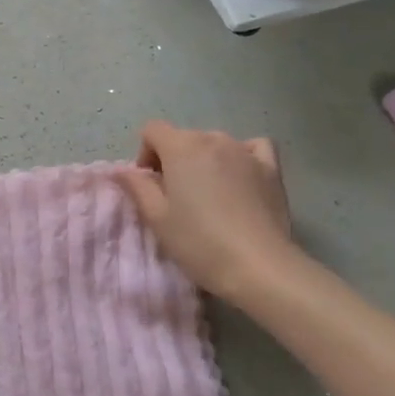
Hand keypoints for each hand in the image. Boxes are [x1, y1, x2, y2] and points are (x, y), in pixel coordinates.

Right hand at [115, 122, 296, 300]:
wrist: (257, 265)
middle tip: (175, 197)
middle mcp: (213, 139)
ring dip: (204, 161)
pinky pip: (251, 148)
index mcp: (181, 147)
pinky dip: (241, 156)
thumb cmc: (198, 241)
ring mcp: (245, 151)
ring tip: (208, 195)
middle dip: (174, 160)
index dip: (145, 154)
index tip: (150, 184)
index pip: (152, 130)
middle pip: (183, 138)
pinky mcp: (271, 168)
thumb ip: (137, 187)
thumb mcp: (156, 217)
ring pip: (215, 144)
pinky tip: (240, 177)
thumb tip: (123, 170)